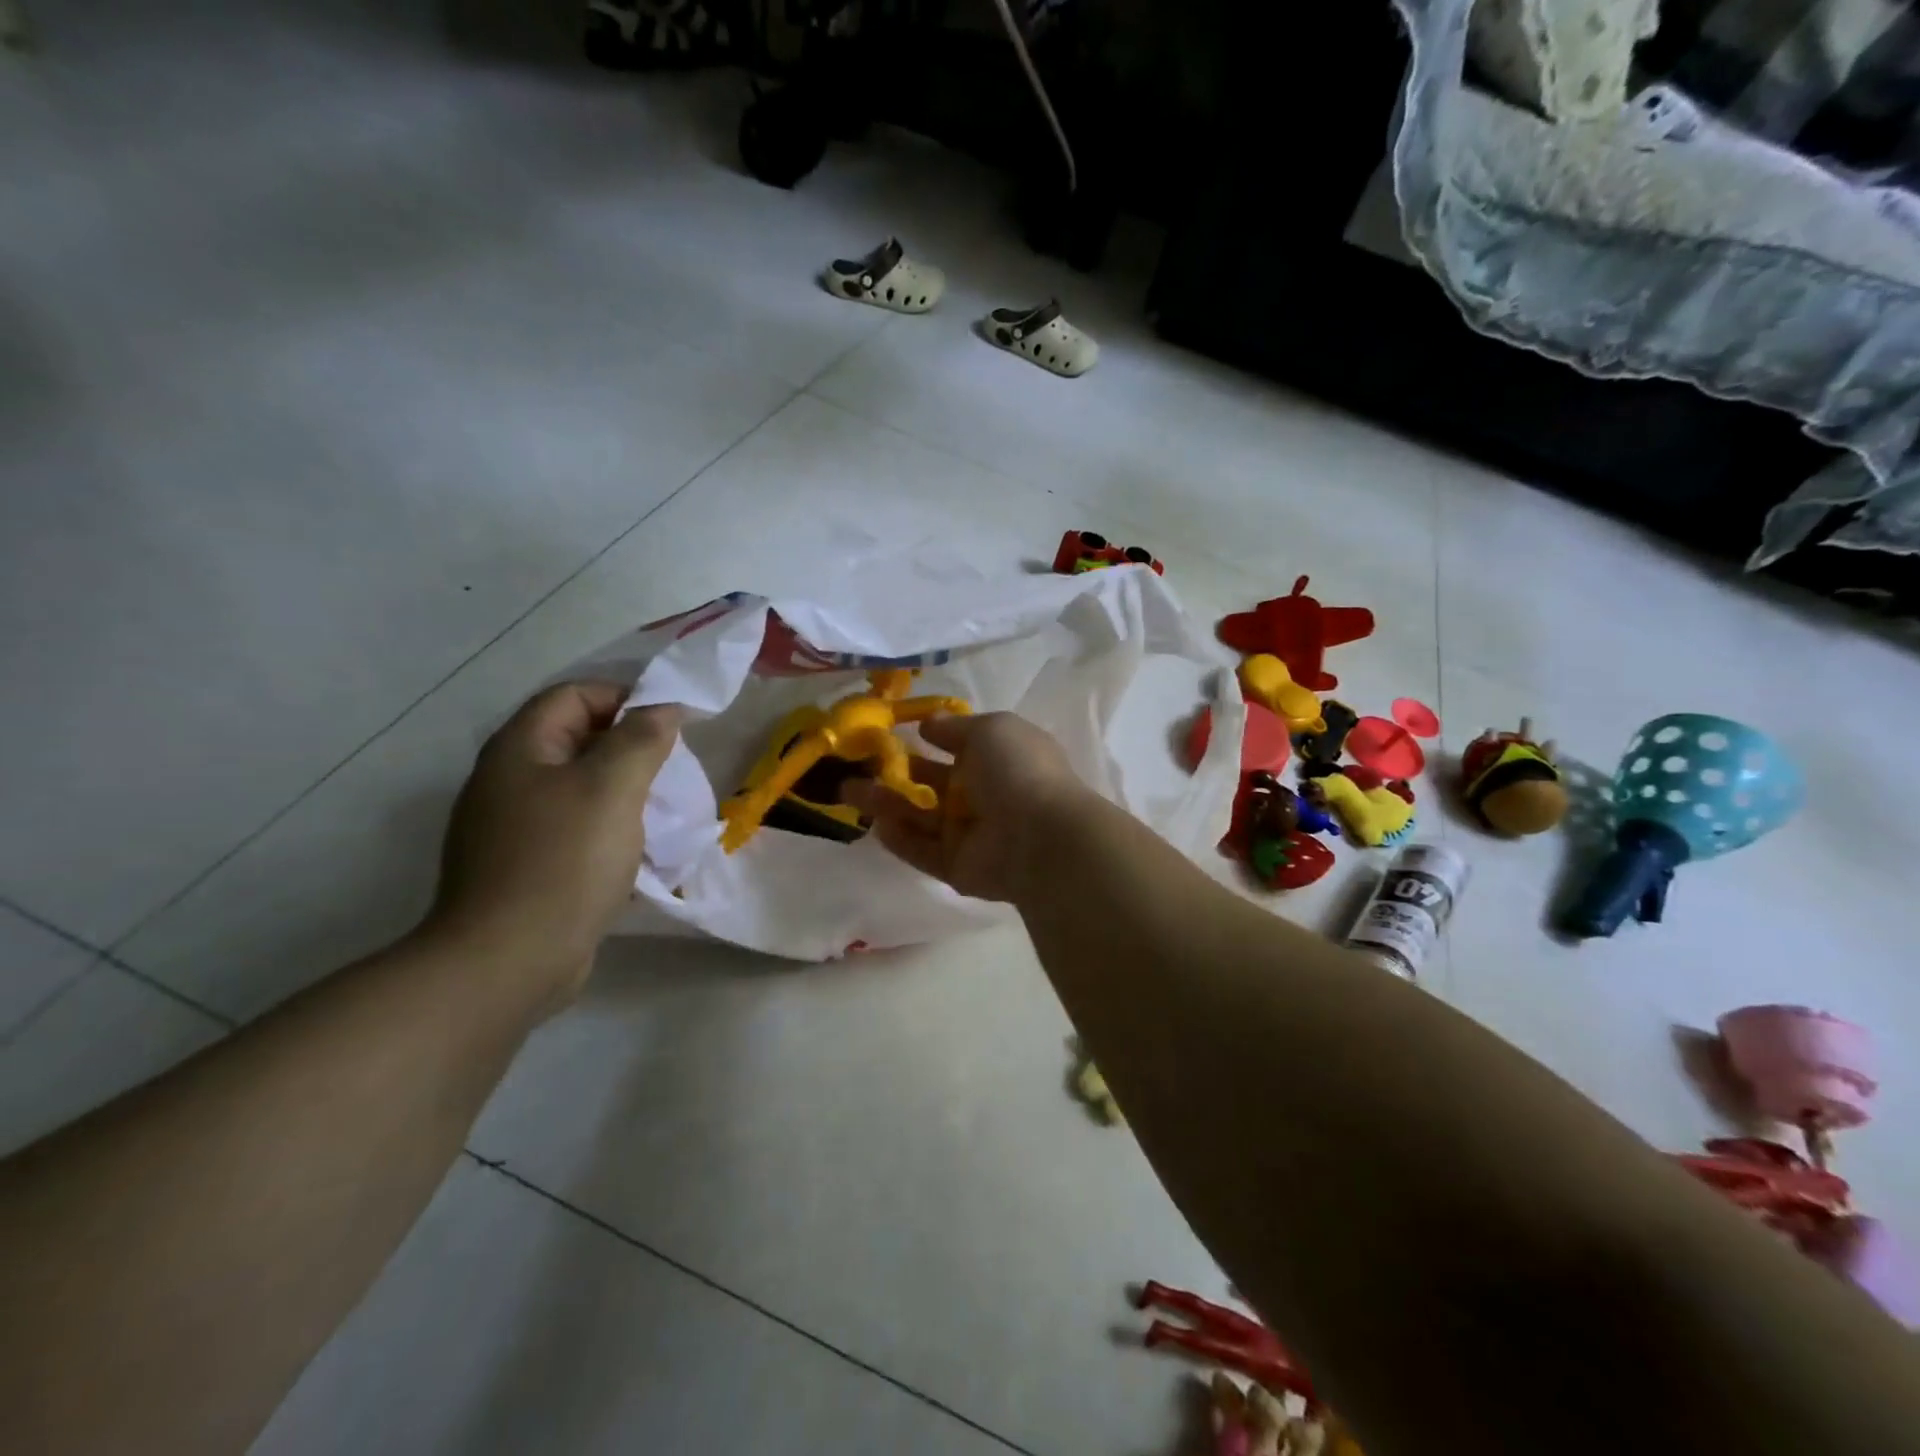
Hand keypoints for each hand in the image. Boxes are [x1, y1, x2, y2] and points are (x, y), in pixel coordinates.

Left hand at [428, 682, 681, 1005]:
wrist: (509, 961)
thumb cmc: (564, 861)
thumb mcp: (613, 787)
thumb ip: (641, 739)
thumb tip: (663, 709)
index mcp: (519, 750)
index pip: (574, 695)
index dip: (625, 698)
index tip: (671, 725)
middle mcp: (506, 781)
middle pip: (576, 740)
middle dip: (630, 748)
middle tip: (671, 771)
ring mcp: (510, 828)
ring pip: (578, 789)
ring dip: (623, 793)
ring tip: (662, 812)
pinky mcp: (523, 867)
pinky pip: (573, 830)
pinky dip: (609, 830)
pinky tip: (636, 853)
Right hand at [844, 711, 1086, 901]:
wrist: (1040, 836)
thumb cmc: (1017, 770)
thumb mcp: (990, 729)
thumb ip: (954, 727)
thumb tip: (927, 723)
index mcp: (997, 757)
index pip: (956, 746)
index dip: (925, 738)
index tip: (888, 732)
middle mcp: (982, 794)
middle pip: (930, 782)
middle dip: (895, 773)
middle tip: (854, 765)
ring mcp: (969, 833)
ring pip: (919, 816)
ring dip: (884, 804)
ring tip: (847, 791)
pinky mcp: (956, 866)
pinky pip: (921, 850)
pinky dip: (899, 838)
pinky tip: (874, 825)